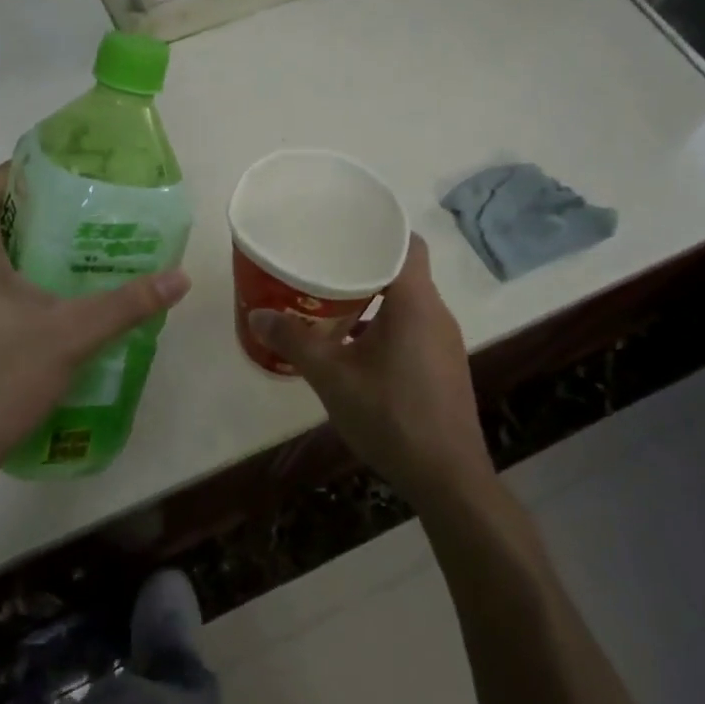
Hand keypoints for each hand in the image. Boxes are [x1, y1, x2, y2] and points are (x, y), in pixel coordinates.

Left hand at [0, 165, 190, 491]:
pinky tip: (50, 300)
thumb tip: (178, 277)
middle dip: (23, 209)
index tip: (47, 167)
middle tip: (71, 205)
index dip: (9, 175)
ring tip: (67, 246)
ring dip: (18, 246)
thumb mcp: (73, 335)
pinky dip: (14, 280)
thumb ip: (126, 304)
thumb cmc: (4, 377)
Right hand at [249, 236, 494, 511]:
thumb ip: (294, 341)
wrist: (447, 477)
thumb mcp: (332, 377)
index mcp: (416, 302)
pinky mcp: (442, 366)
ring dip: (372, 297)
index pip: (406, 242)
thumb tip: (257, 315)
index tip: (343, 226)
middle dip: (363, 263)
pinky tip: (352, 346)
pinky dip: (383, 324)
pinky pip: (411, 327)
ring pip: (406, 302)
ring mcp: (443, 342)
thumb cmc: (390, 416)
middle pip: (403, 270)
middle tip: (321, 263)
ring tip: (329, 300)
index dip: (378, 229)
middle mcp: (436, 313)